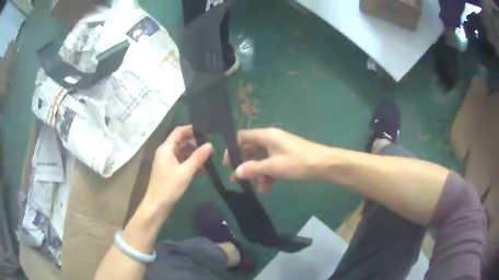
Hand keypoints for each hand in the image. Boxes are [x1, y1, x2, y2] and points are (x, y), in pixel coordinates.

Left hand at [145, 125, 212, 211]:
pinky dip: (189, 163)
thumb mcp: (186, 171)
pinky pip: (180, 161)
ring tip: (208, 159)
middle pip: (181, 141)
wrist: (157, 205)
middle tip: (210, 148)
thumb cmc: (169, 186)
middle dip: (195, 143)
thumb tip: (210, 144)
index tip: (205, 132)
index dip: (191, 129)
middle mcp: (165, 152)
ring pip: (182, 152)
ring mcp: (166, 161)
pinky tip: (200, 169)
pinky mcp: (168, 170)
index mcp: (166, 148)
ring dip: (194, 154)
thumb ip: (198, 157)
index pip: (179, 131)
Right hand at [223, 128, 326, 192]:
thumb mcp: (274, 166)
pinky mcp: (287, 157)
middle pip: (251, 149)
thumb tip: (237, 172)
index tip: (228, 164)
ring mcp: (280, 148)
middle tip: (236, 179)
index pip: (242, 137)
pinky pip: (272, 164)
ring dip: (257, 173)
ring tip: (254, 188)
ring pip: (262, 159)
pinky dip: (268, 175)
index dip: (233, 149)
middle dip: (244, 164)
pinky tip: (267, 188)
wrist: (325, 165)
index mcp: (266, 136)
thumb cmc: (299, 162)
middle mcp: (271, 139)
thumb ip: (254, 168)